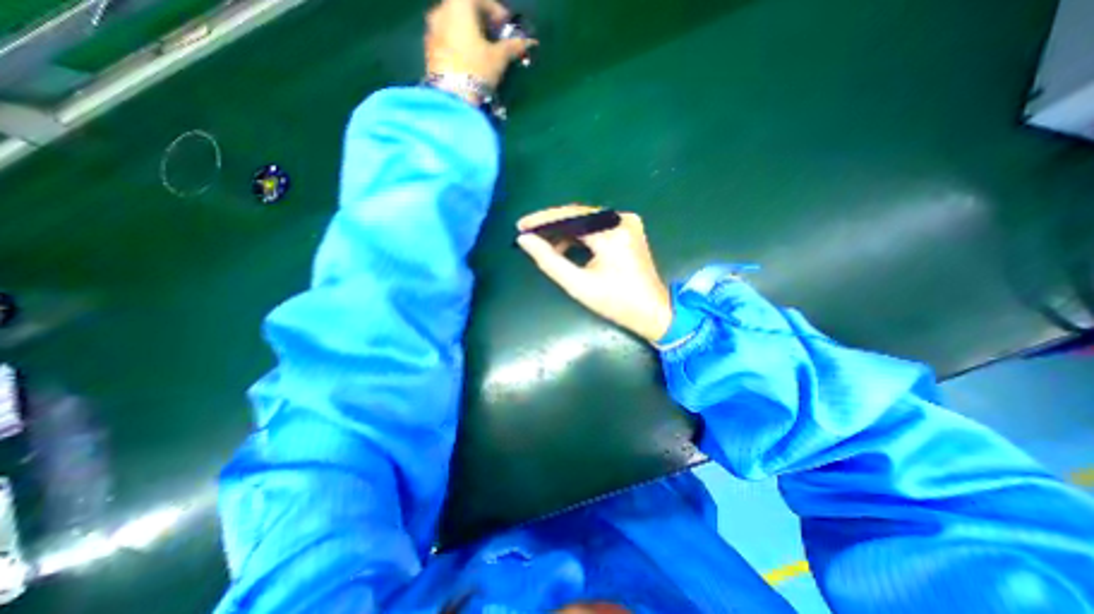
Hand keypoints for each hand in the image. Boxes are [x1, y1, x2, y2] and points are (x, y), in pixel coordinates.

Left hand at [422, 0, 535, 91]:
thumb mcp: (498, 59)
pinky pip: (447, 40)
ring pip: (454, 26)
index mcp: (459, 5)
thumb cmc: (477, 71)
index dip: (497, 12)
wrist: (451, 98)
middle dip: (482, 24)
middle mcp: (441, 11)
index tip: (507, 27)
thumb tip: (527, 42)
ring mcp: (432, 31)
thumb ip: (512, 46)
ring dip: (469, 35)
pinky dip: (459, 46)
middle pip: (465, 11)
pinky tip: (469, 62)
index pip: (481, 0)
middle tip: (495, 40)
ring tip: (483, 54)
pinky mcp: (429, 51)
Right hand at [516, 204, 676, 339]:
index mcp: (612, 233)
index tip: (521, 225)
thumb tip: (525, 240)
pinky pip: (597, 225)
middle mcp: (622, 220)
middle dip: (552, 224)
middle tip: (529, 234)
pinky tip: (565, 246)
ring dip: (565, 230)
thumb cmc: (615, 302)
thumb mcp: (578, 285)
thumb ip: (549, 260)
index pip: (570, 217)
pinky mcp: (629, 228)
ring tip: (544, 243)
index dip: (543, 220)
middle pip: (578, 215)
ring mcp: (628, 222)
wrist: (652, 310)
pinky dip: (580, 234)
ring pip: (587, 219)